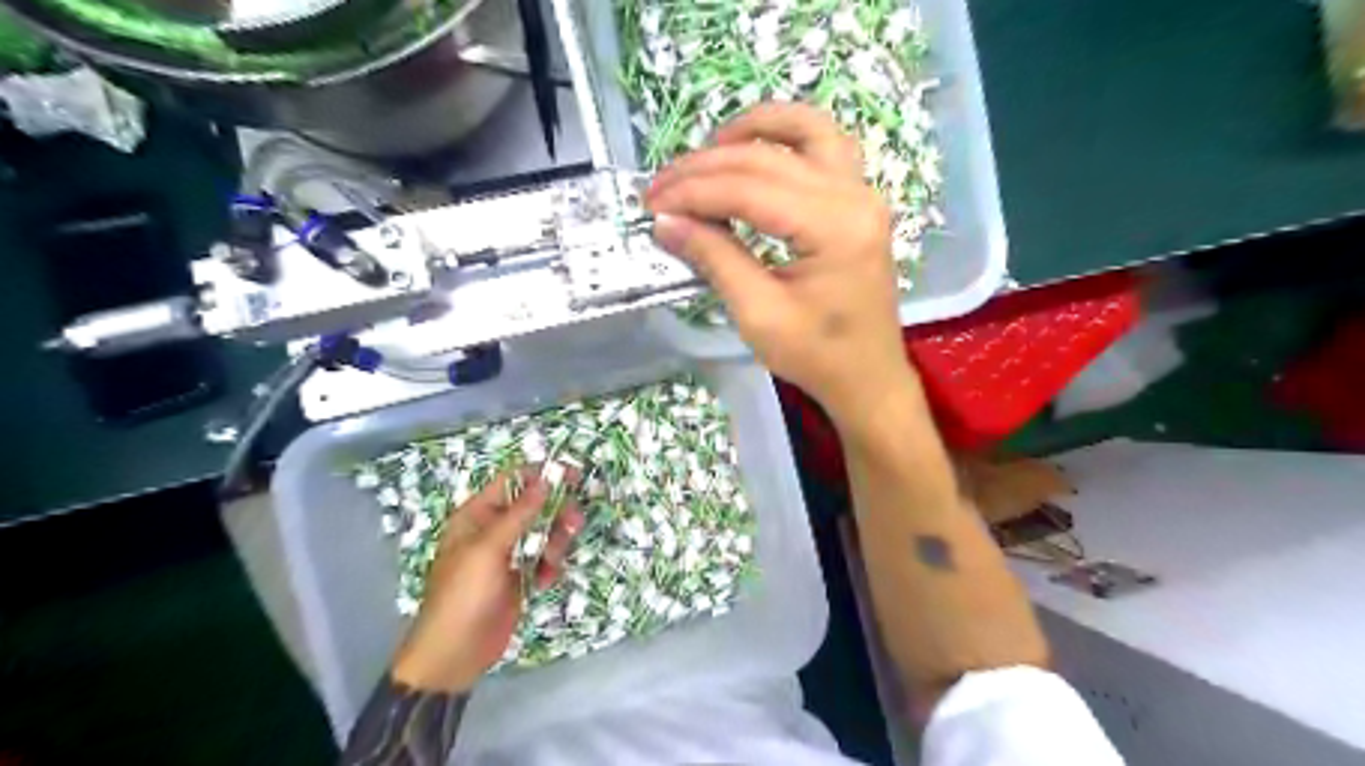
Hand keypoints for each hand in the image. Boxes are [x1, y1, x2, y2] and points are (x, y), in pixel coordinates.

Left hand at [395, 467, 586, 694]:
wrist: (456, 654)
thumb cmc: (464, 594)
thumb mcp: (489, 549)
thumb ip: (519, 513)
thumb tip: (545, 480)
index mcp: (477, 516)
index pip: (512, 482)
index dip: (541, 475)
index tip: (573, 475)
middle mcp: (494, 530)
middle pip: (534, 507)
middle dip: (555, 513)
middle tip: (574, 522)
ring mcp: (508, 554)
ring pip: (544, 533)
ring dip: (555, 542)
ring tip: (554, 560)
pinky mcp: (521, 577)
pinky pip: (545, 560)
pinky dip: (550, 567)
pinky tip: (545, 582)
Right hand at [648, 101, 922, 423]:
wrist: (867, 377)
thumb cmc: (817, 356)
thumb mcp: (759, 314)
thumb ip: (715, 258)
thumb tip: (665, 221)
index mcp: (834, 227)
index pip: (749, 189)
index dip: (693, 192)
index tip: (652, 205)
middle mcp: (854, 195)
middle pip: (767, 159)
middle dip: (705, 168)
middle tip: (660, 188)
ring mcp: (862, 192)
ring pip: (804, 131)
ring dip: (751, 130)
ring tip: (706, 150)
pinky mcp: (858, 200)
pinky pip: (823, 145)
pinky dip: (785, 136)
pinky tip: (753, 148)